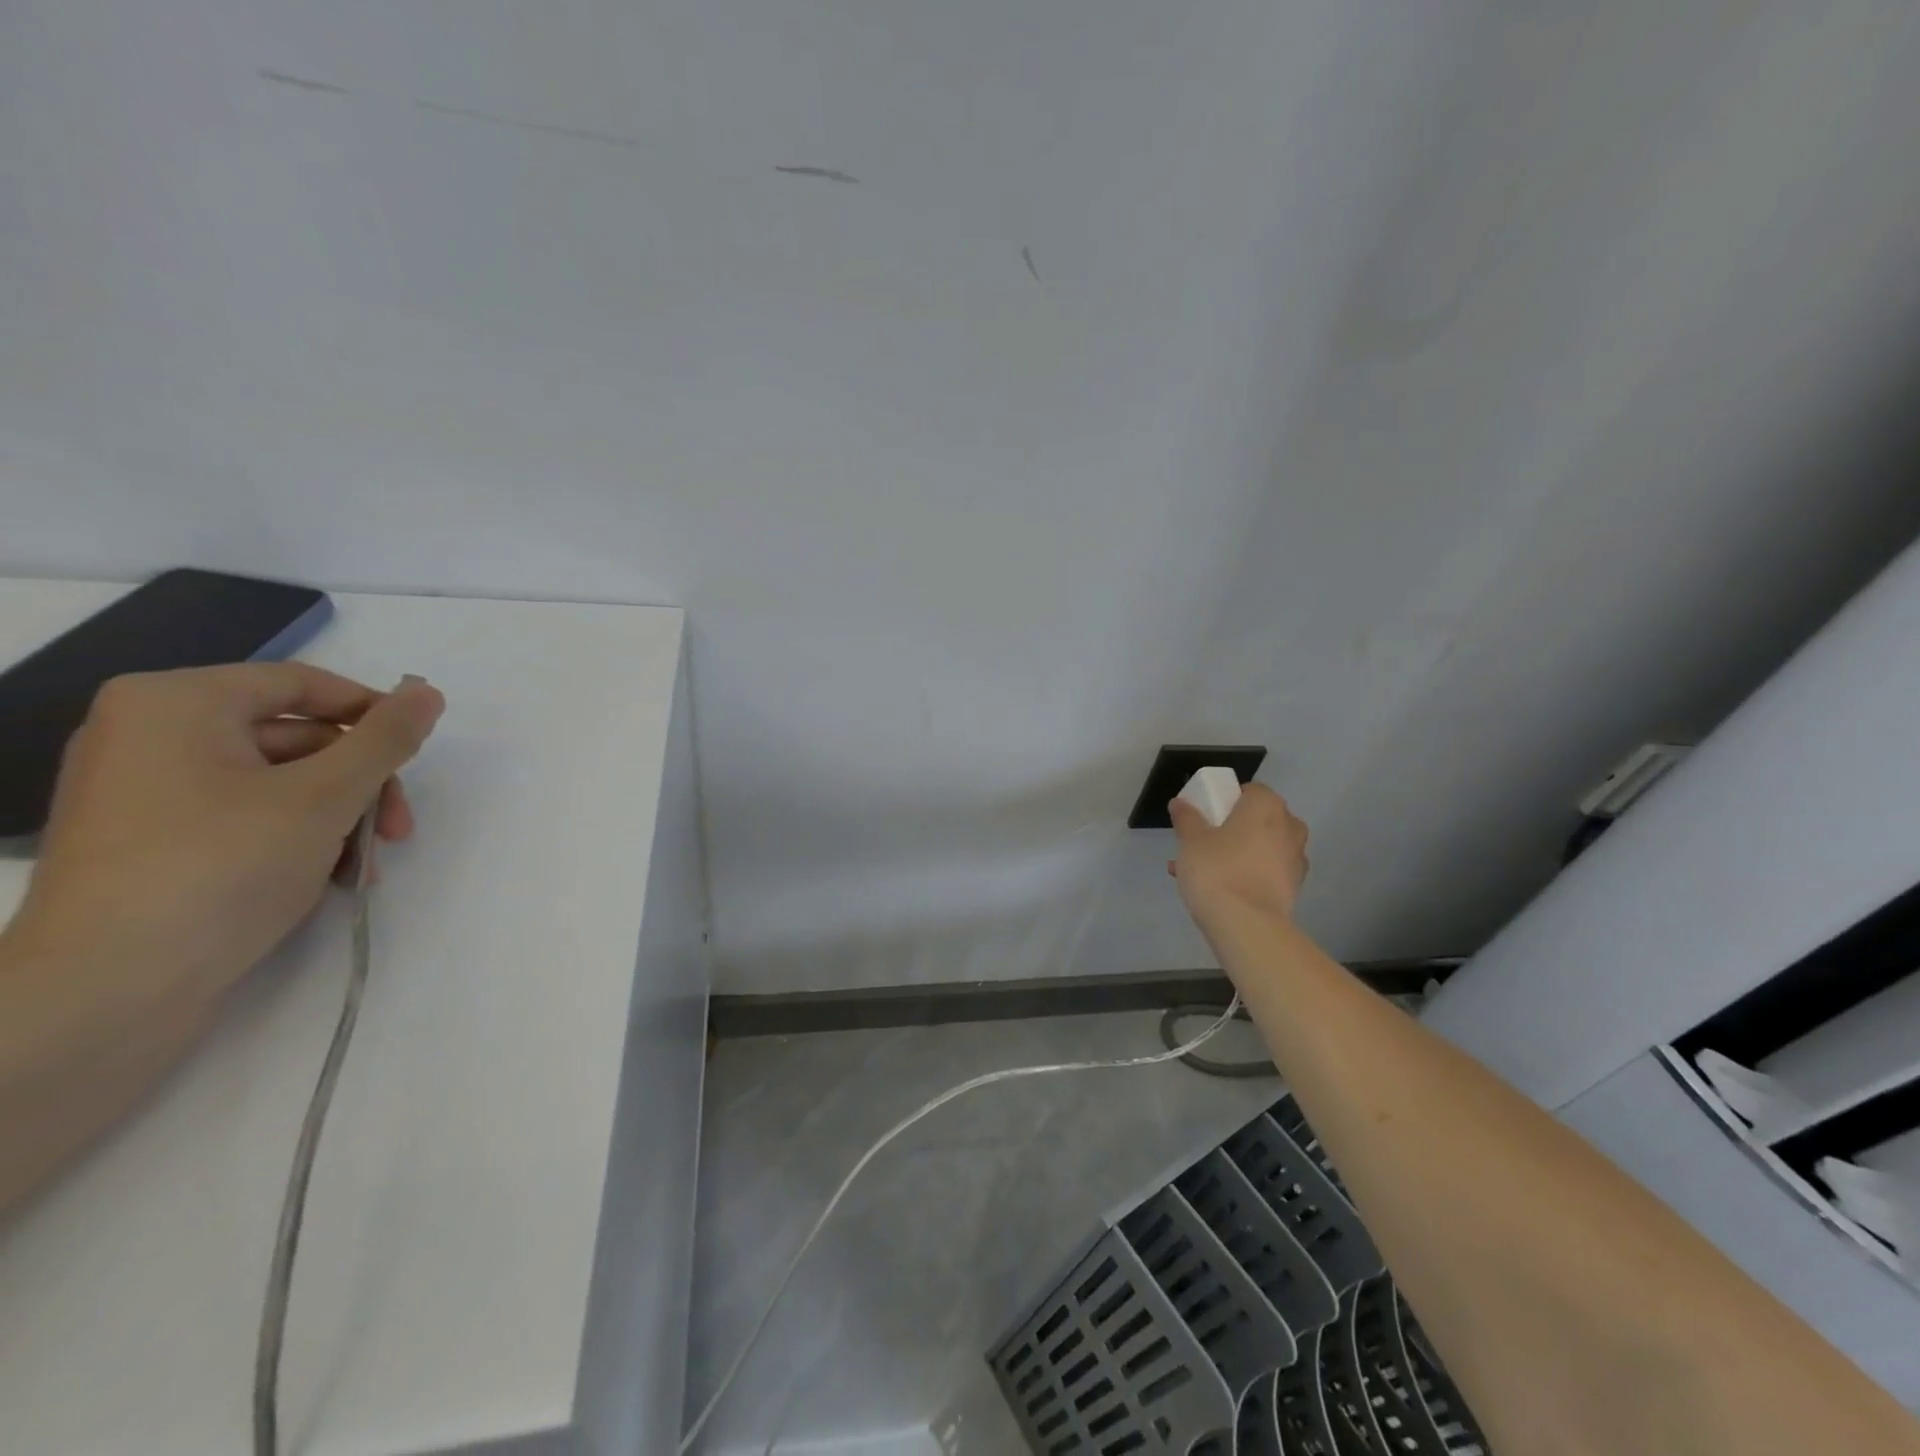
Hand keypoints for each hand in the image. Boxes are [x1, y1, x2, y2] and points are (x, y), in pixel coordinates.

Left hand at [4, 664, 444, 1003]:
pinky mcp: (151, 844)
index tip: (419, 753)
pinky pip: (247, 818)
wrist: (108, 992)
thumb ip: (386, 738)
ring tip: (365, 866)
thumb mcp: (327, 795)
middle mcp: (149, 736)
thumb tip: (429, 692)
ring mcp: (145, 794)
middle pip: (297, 738)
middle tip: (396, 829)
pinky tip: (331, 878)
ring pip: (281, 784)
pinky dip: (299, 840)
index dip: (373, 713)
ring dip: (340, 818)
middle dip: (361, 784)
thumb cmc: (222, 867)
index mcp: (175, 704)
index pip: (303, 684)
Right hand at [1167, 782, 1309, 925]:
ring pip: (1258, 848)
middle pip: (1256, 820)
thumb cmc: (1217, 870)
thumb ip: (1186, 817)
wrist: (1247, 926)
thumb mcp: (1190, 840)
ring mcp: (1295, 859)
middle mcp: (1289, 826)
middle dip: (1229, 830)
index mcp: (1267, 806)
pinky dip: (1246, 874)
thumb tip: (1182, 803)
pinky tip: (1218, 890)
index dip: (1225, 800)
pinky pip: (1265, 871)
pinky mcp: (1294, 888)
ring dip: (1234, 853)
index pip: (1248, 790)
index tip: (1205, 817)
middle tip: (1201, 845)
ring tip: (1198, 873)